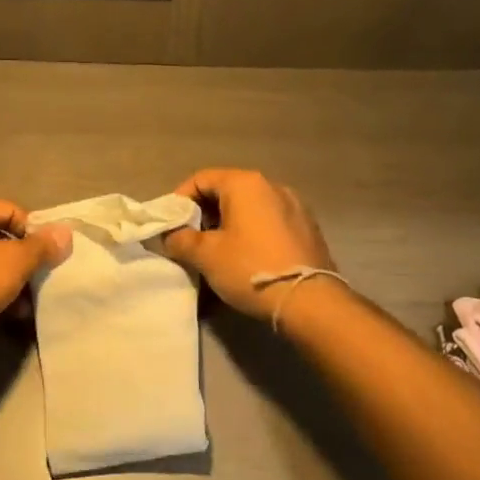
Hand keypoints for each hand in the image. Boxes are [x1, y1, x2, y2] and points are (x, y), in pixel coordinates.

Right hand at [162, 168, 337, 319]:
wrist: (310, 301)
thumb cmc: (250, 269)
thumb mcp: (205, 255)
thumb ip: (180, 239)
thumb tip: (172, 235)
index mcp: (245, 184)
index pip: (201, 179)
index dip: (179, 200)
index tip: (170, 225)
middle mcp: (272, 186)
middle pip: (226, 191)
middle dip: (203, 215)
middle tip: (189, 241)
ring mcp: (294, 206)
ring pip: (249, 208)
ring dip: (227, 225)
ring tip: (216, 253)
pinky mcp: (307, 228)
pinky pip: (269, 223)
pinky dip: (251, 234)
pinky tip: (246, 259)